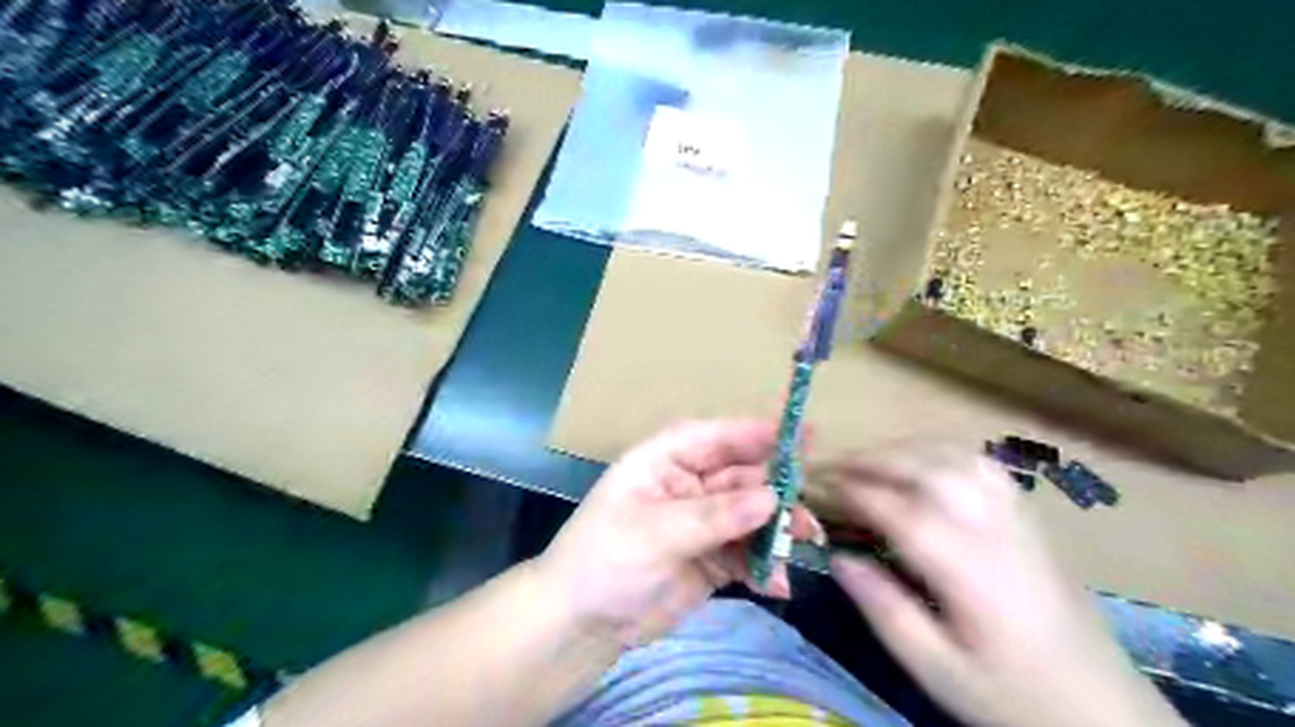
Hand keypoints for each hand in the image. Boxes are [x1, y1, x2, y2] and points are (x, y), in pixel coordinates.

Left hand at [537, 419, 817, 651]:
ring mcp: (702, 523)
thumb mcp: (655, 533)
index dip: (757, 434)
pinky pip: (747, 554)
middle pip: (742, 477)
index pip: (716, 437)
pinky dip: (764, 566)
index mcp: (665, 461)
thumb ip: (715, 516)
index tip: (802, 437)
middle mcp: (688, 485)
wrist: (580, 627)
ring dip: (777, 530)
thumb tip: (773, 498)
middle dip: (776, 493)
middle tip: (807, 514)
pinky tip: (777, 585)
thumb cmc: (604, 561)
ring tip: (798, 548)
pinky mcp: (711, 559)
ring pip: (751, 515)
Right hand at [811, 447, 1185, 725]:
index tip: (816, 486)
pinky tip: (921, 463)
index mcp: (969, 570)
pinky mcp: (1028, 517)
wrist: (1103, 710)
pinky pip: (979, 463)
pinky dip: (939, 451)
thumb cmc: (1011, 695)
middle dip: (871, 461)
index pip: (901, 511)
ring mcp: (1016, 517)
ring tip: (868, 461)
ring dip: (903, 450)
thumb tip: (837, 558)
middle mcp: (994, 529)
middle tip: (830, 467)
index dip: (853, 493)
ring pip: (954, 457)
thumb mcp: (937, 671)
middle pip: (927, 470)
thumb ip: (884, 610)